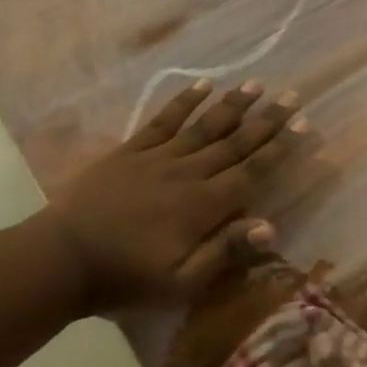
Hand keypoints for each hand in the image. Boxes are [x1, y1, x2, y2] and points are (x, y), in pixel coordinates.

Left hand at [45, 78, 308, 309]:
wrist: (63, 258)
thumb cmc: (126, 277)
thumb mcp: (180, 282)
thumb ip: (224, 252)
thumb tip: (271, 226)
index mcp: (203, 206)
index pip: (251, 171)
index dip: (279, 148)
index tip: (303, 124)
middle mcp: (187, 173)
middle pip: (234, 142)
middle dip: (266, 120)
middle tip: (291, 96)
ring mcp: (157, 157)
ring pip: (203, 125)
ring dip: (231, 104)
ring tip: (255, 84)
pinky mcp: (131, 150)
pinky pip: (163, 120)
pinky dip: (183, 101)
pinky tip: (201, 85)